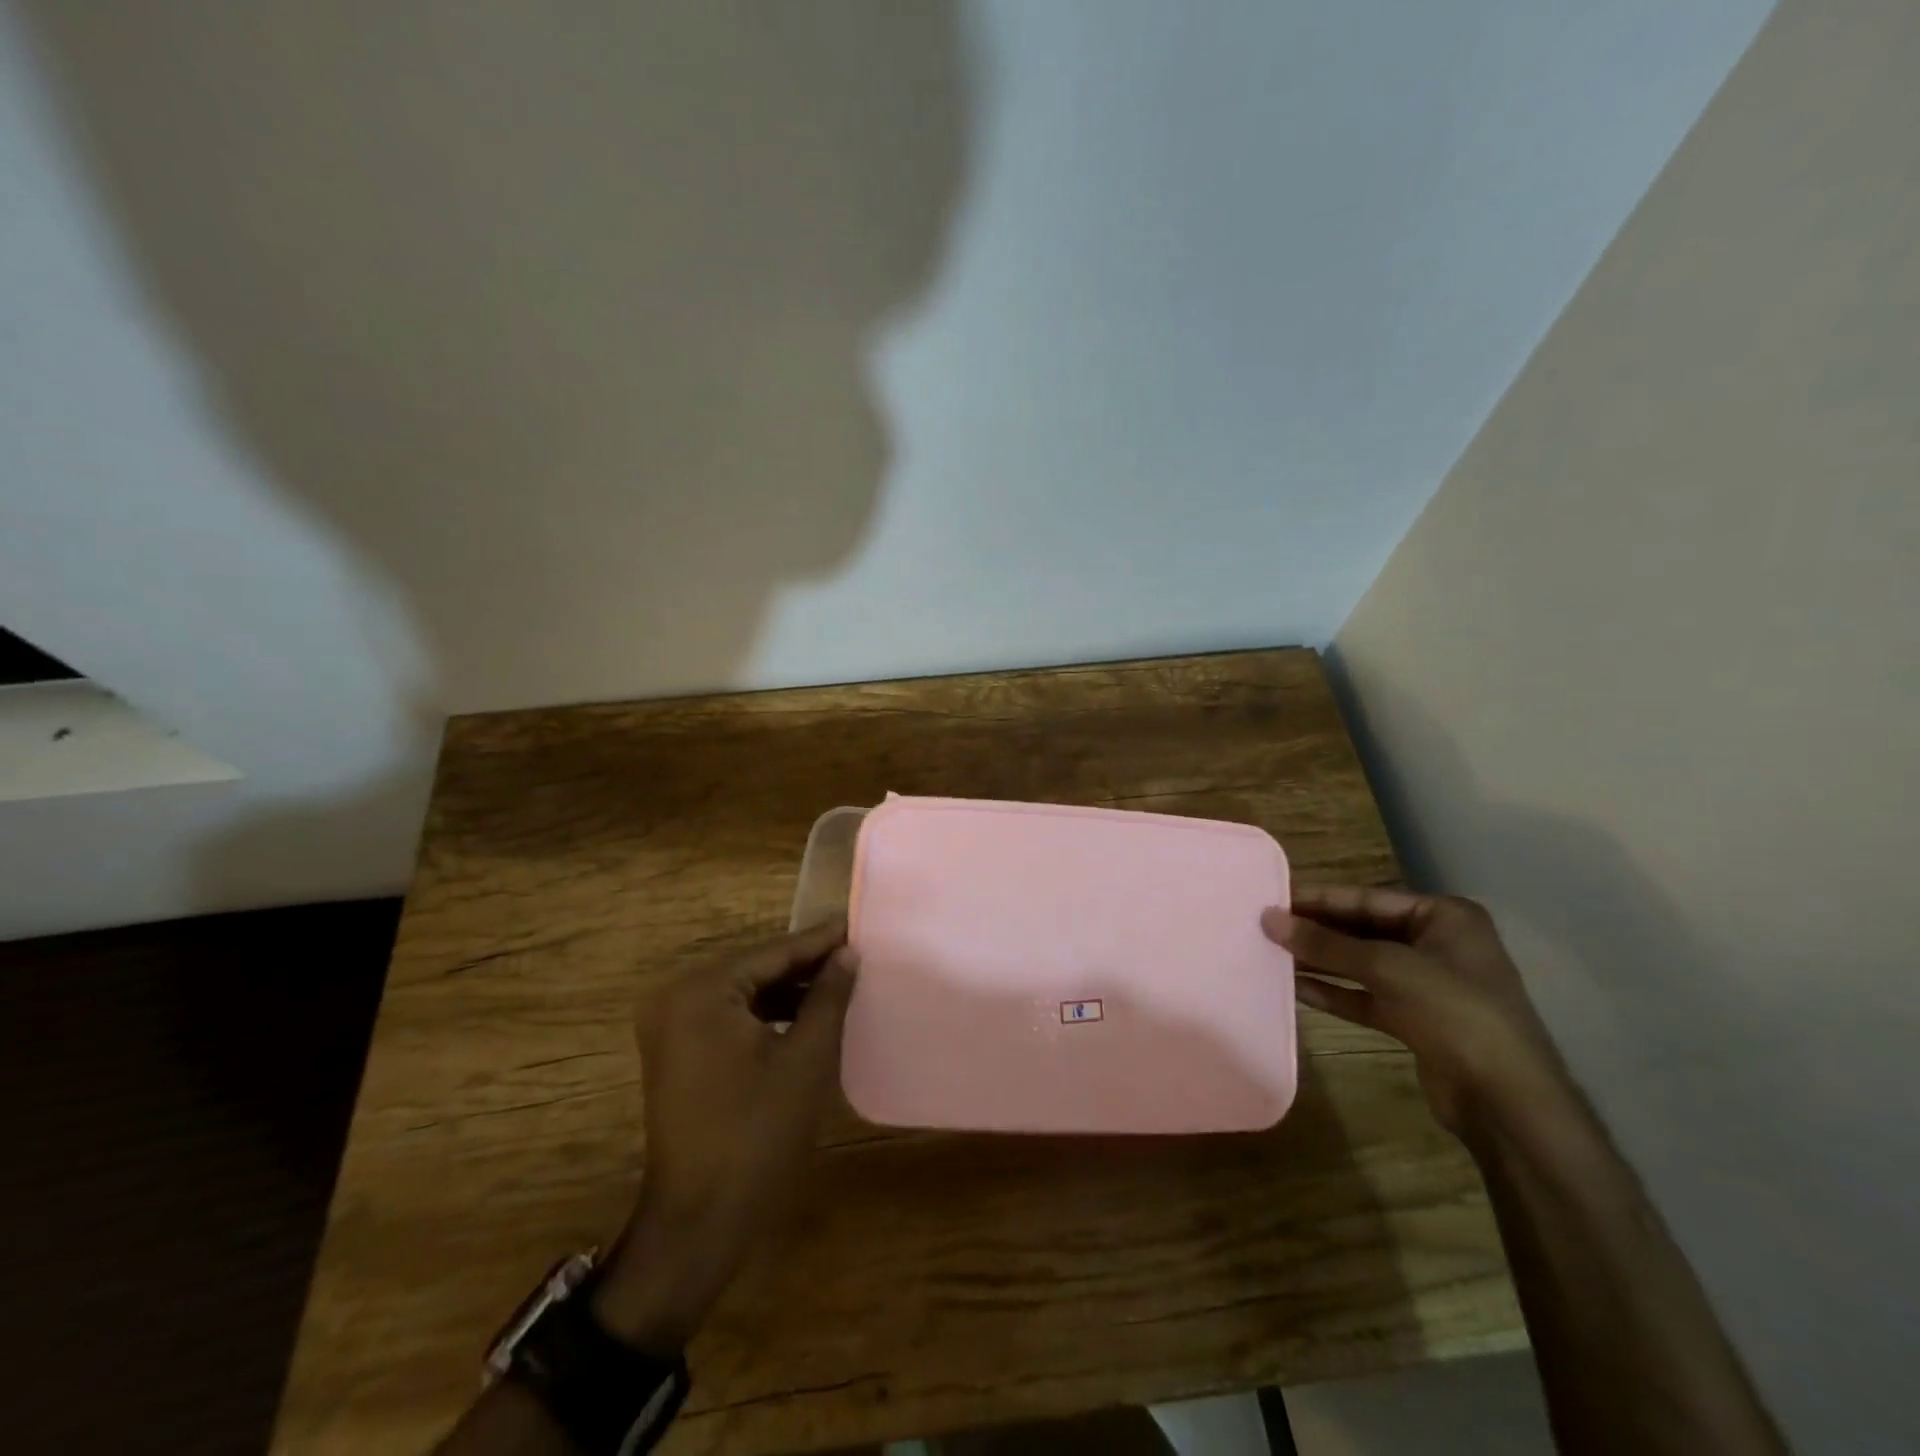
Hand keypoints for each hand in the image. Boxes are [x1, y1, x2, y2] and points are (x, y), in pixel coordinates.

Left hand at [592, 918, 856, 1349]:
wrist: (697, 1221)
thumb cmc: (757, 1134)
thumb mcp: (805, 1059)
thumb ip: (828, 997)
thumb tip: (848, 953)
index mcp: (701, 991)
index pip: (773, 953)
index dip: (820, 942)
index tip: (857, 926)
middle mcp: (676, 997)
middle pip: (756, 969)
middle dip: (805, 965)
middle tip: (854, 954)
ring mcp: (671, 1026)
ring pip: (744, 992)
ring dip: (789, 991)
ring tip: (839, 983)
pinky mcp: (676, 1051)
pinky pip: (730, 1016)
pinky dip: (767, 1014)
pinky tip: (805, 1016)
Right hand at [1263, 885, 1567, 1133]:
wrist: (1506, 1101)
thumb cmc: (1454, 1012)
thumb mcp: (1386, 967)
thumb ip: (1325, 943)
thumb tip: (1269, 918)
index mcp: (1444, 916)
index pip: (1367, 898)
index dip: (1318, 898)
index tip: (1272, 897)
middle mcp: (1436, 944)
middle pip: (1362, 929)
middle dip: (1316, 931)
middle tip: (1265, 926)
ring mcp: (1427, 984)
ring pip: (1360, 964)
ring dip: (1319, 961)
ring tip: (1271, 954)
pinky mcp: (1415, 1020)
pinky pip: (1364, 996)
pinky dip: (1333, 991)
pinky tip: (1295, 988)